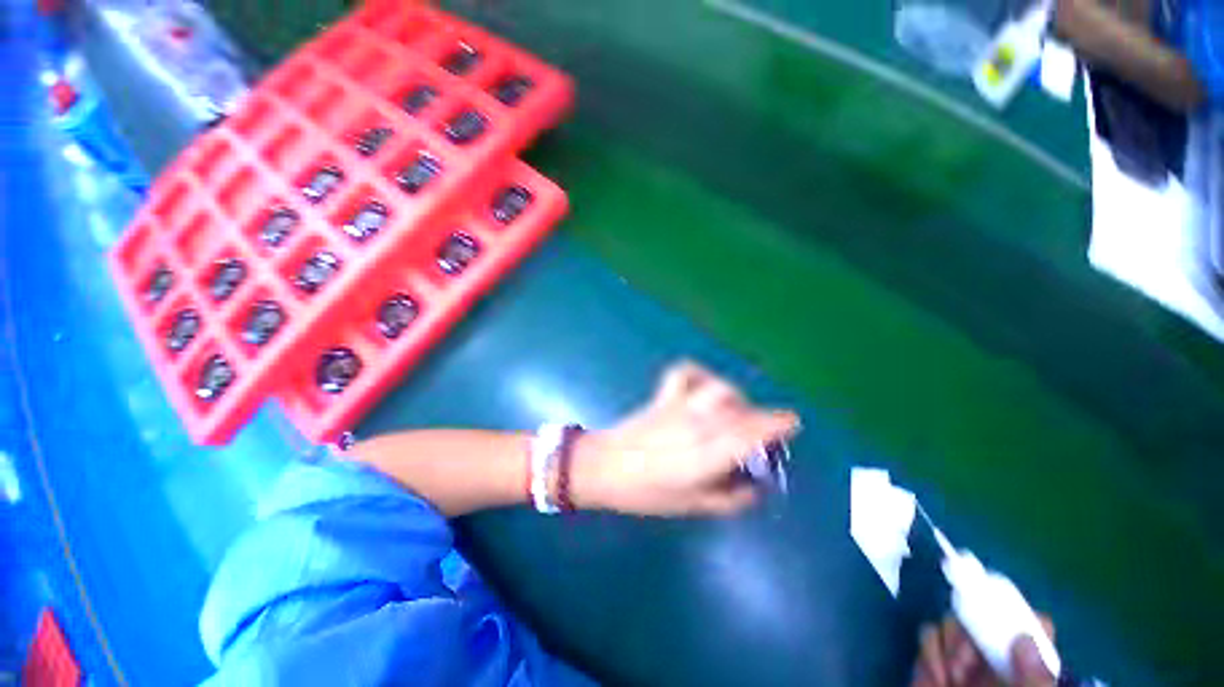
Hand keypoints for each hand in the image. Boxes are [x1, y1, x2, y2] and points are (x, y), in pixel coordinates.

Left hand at [572, 362, 798, 516]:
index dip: (774, 424)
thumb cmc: (645, 493)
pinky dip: (700, 375)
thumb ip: (729, 499)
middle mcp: (695, 426)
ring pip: (717, 389)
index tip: (793, 421)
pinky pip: (685, 373)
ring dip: (736, 397)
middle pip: (738, 411)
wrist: (603, 467)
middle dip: (760, 417)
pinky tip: (704, 388)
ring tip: (735, 412)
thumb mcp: (690, 507)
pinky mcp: (663, 397)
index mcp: (703, 457)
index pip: (748, 434)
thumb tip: (754, 488)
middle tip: (763, 431)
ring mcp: (677, 406)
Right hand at [912, 615, 1056, 686]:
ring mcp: (965, 659)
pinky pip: (928, 637)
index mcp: (1026, 668)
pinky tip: (936, 680)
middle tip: (963, 664)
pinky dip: (928, 655)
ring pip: (952, 622)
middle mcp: (997, 657)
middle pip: (982, 615)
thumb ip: (1037, 682)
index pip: (1031, 624)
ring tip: (949, 678)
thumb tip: (1025, 638)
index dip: (1015, 614)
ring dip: (945, 646)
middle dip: (966, 633)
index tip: (997, 623)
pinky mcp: (935, 660)